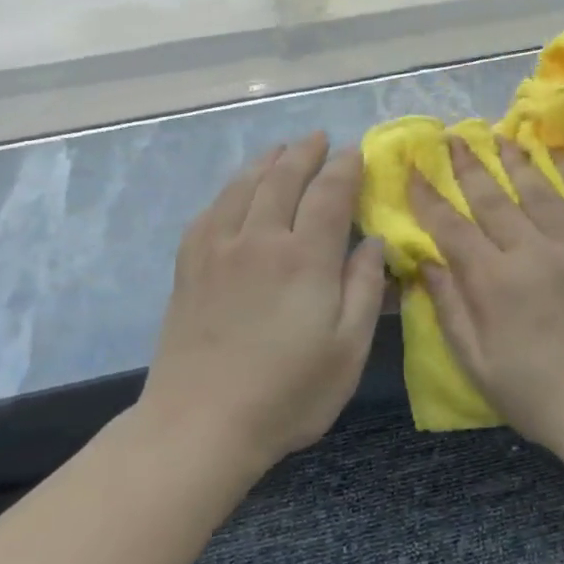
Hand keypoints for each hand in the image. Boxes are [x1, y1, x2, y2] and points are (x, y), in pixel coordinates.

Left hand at [140, 134, 386, 471]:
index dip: (345, 168)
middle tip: (320, 138)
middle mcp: (260, 240)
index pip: (330, 194)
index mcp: (306, 258)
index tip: (356, 152)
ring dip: (267, 162)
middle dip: (305, 153)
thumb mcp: (349, 349)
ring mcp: (218, 250)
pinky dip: (230, 189)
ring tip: (282, 150)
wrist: (201, 425)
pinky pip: (211, 211)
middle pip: (283, 179)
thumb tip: (374, 242)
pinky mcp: (189, 267)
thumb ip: (365, 288)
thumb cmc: (289, 393)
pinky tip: (237, 190)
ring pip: (244, 187)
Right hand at [408, 137, 563, 466]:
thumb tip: (425, 263)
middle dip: (468, 167)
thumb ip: (450, 310)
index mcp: (495, 283)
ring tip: (500, 137)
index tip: (413, 170)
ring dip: (516, 162)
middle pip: (494, 199)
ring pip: (541, 191)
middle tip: (453, 138)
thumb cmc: (538, 395)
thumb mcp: (477, 365)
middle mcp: (534, 253)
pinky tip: (560, 155)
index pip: (452, 228)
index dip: (428, 197)